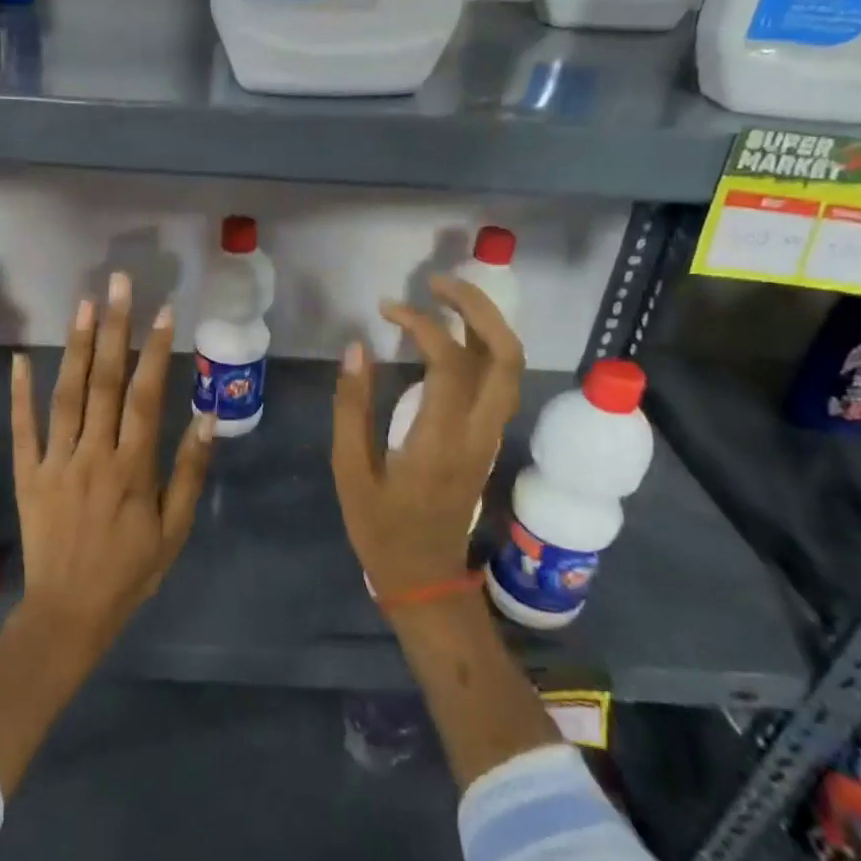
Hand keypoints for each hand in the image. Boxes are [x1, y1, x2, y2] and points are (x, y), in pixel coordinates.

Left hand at [10, 271, 215, 655]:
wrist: (69, 612)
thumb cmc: (130, 571)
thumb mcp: (174, 529)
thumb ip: (189, 471)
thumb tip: (207, 416)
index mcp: (132, 468)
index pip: (145, 397)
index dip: (155, 351)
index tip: (164, 311)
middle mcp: (93, 455)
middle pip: (103, 383)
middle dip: (113, 329)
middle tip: (118, 284)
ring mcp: (55, 462)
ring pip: (66, 396)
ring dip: (74, 347)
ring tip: (83, 304)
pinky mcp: (26, 474)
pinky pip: (23, 428)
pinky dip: (20, 392)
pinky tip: (20, 358)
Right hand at [331, 276, 522, 600]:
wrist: (425, 578)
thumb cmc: (381, 529)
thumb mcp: (350, 471)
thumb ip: (351, 407)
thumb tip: (356, 348)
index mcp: (440, 440)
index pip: (449, 362)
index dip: (421, 324)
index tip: (387, 310)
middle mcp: (477, 432)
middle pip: (505, 355)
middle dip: (477, 307)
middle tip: (437, 283)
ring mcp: (490, 436)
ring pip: (511, 367)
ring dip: (486, 323)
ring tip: (445, 299)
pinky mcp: (488, 440)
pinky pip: (499, 382)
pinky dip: (482, 346)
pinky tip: (450, 338)